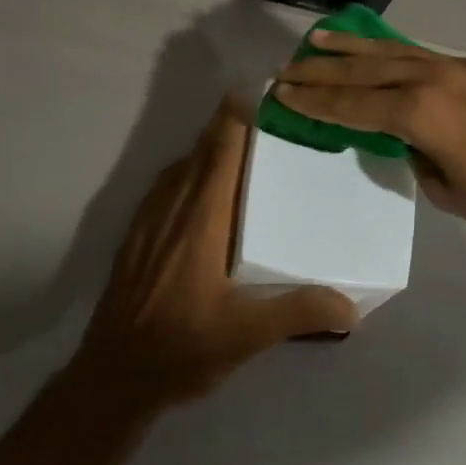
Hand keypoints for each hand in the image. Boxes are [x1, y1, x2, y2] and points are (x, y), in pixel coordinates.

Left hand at [73, 99, 359, 409]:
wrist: (112, 375)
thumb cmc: (181, 346)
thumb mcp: (246, 334)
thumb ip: (299, 312)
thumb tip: (353, 306)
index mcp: (202, 217)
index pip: (221, 150)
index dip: (236, 115)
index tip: (258, 89)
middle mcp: (173, 206)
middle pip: (202, 148)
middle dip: (228, 123)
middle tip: (265, 111)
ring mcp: (149, 218)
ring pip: (182, 165)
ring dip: (208, 145)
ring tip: (239, 142)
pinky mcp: (136, 234)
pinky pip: (166, 184)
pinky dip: (188, 169)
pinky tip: (201, 188)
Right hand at [274, 33, 465, 237]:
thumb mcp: (448, 191)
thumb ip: (414, 156)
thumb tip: (401, 137)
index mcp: (419, 114)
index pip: (353, 105)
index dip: (315, 101)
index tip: (283, 91)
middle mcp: (429, 80)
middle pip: (363, 71)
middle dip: (321, 70)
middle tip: (286, 66)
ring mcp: (450, 68)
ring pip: (387, 51)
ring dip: (349, 47)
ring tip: (316, 39)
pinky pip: (414, 52)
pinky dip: (385, 48)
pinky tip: (370, 47)